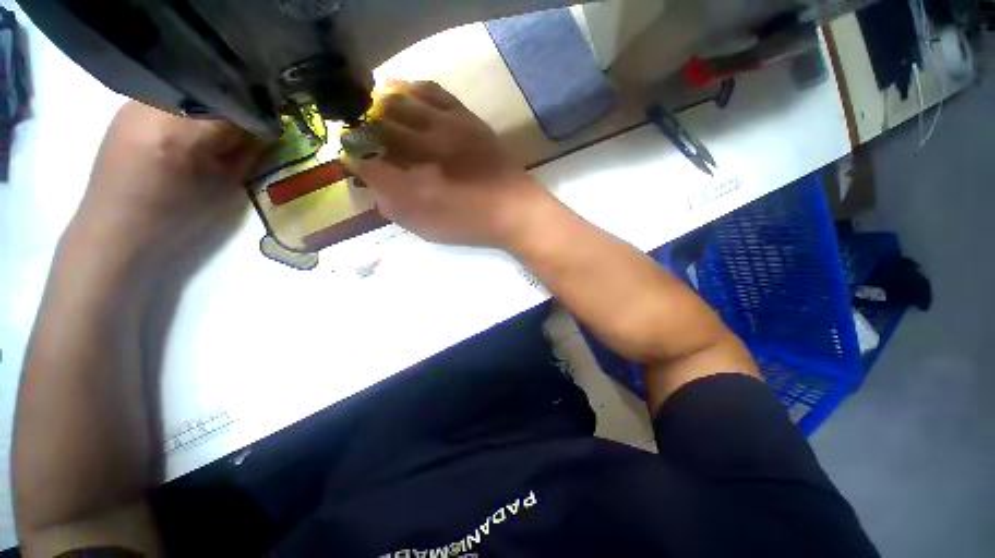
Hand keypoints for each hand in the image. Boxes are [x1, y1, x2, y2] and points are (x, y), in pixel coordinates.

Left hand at [70, 101, 260, 264]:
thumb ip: (246, 154)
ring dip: (200, 101)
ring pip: (188, 84)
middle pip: (213, 85)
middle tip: (227, 124)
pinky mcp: (126, 105)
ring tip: (195, 125)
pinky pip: (164, 92)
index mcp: (185, 134)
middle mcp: (160, 106)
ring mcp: (139, 102)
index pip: (238, 100)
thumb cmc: (164, 225)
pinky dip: (176, 104)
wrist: (110, 238)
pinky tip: (170, 125)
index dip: (254, 109)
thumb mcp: (216, 195)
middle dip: (227, 103)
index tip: (259, 122)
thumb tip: (267, 125)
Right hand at [343, 81, 551, 247]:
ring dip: (384, 98)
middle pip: (385, 121)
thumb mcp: (419, 221)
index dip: (354, 151)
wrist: (516, 209)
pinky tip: (402, 88)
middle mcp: (430, 142)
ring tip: (370, 99)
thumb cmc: (465, 220)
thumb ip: (387, 196)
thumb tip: (365, 170)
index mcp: (416, 175)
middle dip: (364, 121)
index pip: (371, 157)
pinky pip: (434, 91)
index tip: (345, 149)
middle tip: (354, 123)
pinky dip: (413, 87)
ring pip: (408, 98)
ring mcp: (450, 123)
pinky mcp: (465, 115)